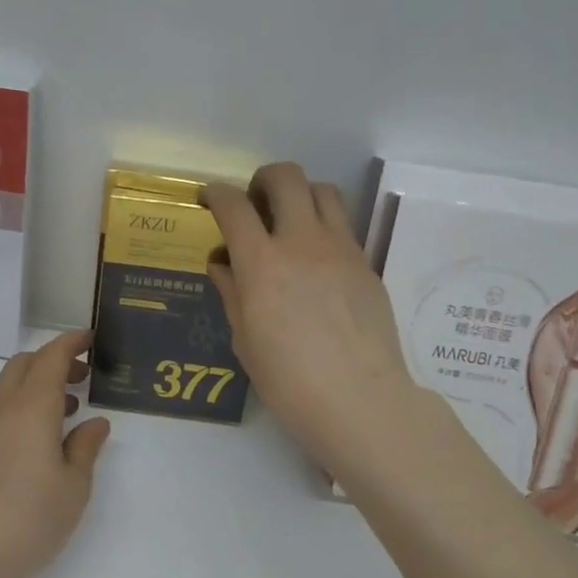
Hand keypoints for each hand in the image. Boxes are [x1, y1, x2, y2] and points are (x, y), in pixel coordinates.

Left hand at [0, 329, 111, 577]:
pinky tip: (33, 443)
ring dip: (35, 386)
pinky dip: (18, 409)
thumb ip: (85, 447)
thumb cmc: (29, 518)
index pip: (50, 357)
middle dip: (52, 360)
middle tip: (81, 376)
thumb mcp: (74, 486)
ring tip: (65, 412)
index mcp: (30, 408)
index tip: (90, 339)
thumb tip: (94, 423)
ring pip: (6, 389)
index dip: (71, 343)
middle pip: (23, 365)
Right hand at [204, 163, 421, 470]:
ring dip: (300, 196)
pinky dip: (323, 228)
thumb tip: (223, 265)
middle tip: (255, 204)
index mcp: (262, 263)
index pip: (234, 206)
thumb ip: (233, 294)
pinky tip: (316, 263)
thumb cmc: (289, 381)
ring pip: (323, 191)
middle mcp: (303, 243)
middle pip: (287, 177)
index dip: (217, 194)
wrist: (359, 400)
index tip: (211, 198)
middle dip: (263, 180)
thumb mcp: (246, 341)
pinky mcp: (366, 264)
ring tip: (290, 224)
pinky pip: (343, 227)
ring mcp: (341, 249)